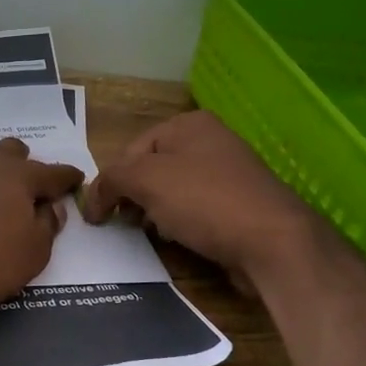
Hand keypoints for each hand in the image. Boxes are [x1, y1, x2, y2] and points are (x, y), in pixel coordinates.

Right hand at [82, 111, 316, 288]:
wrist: (273, 242)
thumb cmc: (204, 200)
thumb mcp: (145, 180)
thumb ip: (110, 181)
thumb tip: (92, 200)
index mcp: (189, 124)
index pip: (131, 150)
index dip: (112, 182)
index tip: (101, 215)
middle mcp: (211, 141)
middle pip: (152, 170)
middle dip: (134, 197)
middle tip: (126, 224)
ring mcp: (229, 174)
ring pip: (173, 192)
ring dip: (156, 213)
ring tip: (154, 233)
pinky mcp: (239, 205)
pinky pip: (196, 211)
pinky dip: (182, 224)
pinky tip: (180, 240)